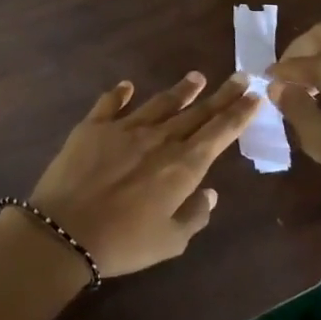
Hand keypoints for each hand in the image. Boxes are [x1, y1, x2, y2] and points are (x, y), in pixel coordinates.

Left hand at [27, 71, 257, 277]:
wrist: (66, 230)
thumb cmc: (124, 243)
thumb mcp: (170, 242)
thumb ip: (194, 215)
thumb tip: (210, 192)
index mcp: (182, 166)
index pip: (219, 133)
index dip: (239, 114)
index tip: (255, 96)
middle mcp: (159, 139)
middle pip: (196, 112)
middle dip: (221, 95)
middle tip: (240, 76)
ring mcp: (124, 128)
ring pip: (160, 103)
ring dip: (182, 90)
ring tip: (197, 77)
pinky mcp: (93, 126)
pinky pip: (111, 103)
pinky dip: (120, 93)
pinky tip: (127, 86)